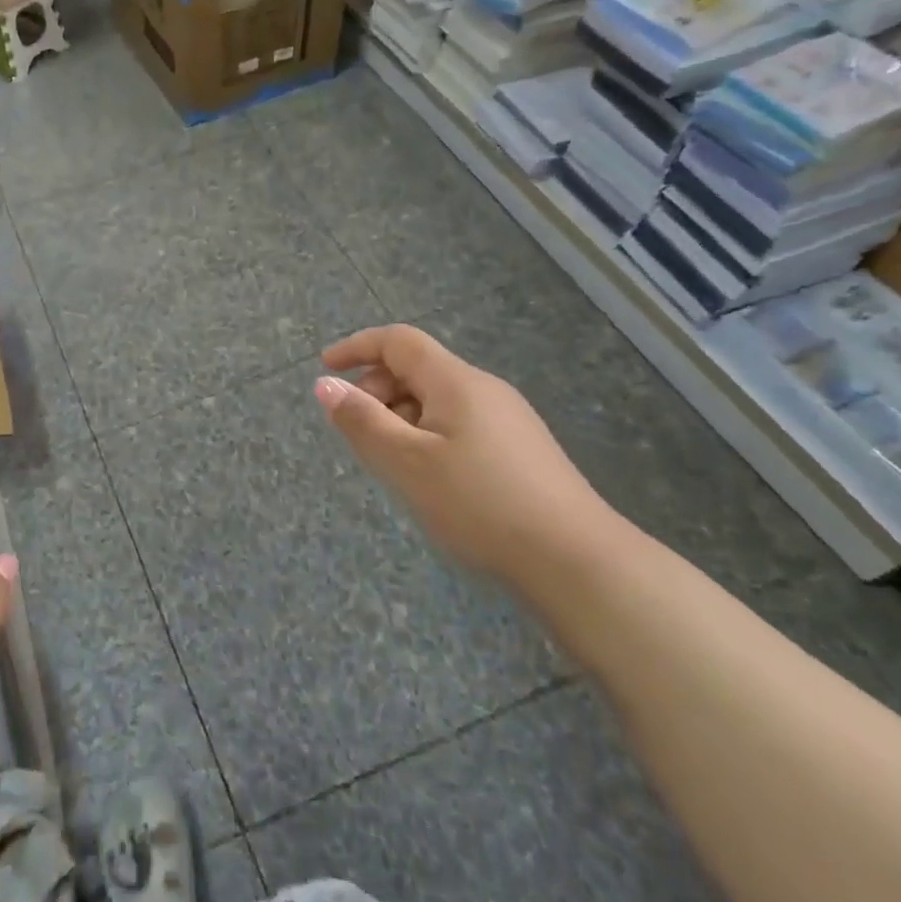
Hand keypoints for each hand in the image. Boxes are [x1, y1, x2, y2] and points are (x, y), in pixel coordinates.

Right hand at [316, 324, 604, 578]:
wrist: (575, 560)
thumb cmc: (479, 503)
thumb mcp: (405, 462)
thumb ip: (361, 420)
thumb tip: (325, 384)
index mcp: (455, 381)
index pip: (399, 341)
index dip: (357, 347)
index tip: (325, 368)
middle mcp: (483, 389)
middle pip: (417, 369)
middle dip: (377, 390)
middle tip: (357, 432)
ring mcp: (507, 419)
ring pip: (437, 400)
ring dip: (401, 418)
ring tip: (391, 464)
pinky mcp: (520, 450)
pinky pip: (458, 425)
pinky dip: (427, 436)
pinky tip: (430, 479)